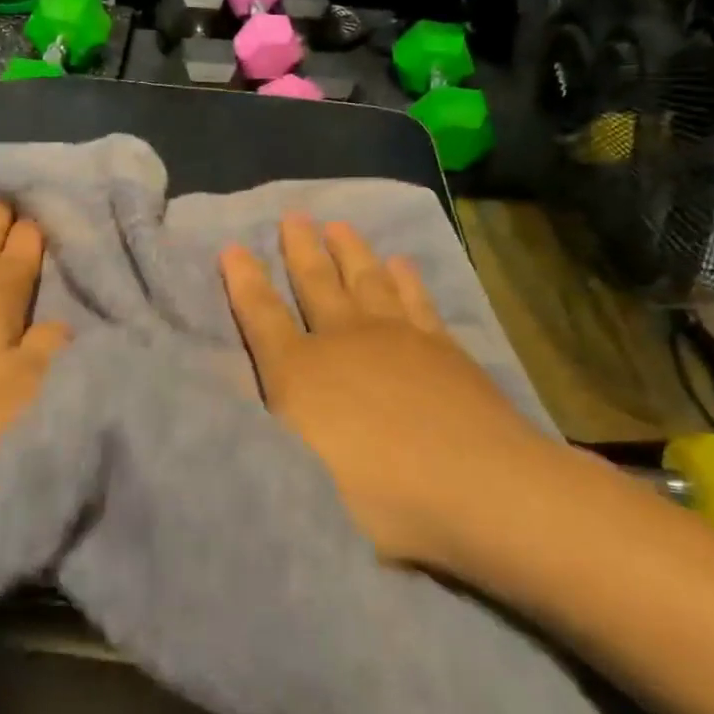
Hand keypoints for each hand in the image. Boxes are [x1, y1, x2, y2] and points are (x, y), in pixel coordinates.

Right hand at [221, 215, 581, 569]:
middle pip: (315, 284)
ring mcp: (397, 339)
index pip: (261, 317)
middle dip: (300, 250)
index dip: (244, 282)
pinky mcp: (442, 347)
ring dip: (350, 251)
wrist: (479, 488)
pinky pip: (415, 300)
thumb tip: (245, 419)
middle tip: (293, 216)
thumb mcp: (302, 476)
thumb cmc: (380, 497)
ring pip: (365, 280)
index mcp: (300, 374)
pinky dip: (405, 279)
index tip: (233, 248)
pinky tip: (400, 264)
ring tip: (339, 225)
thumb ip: (271, 441)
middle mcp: (343, 342)